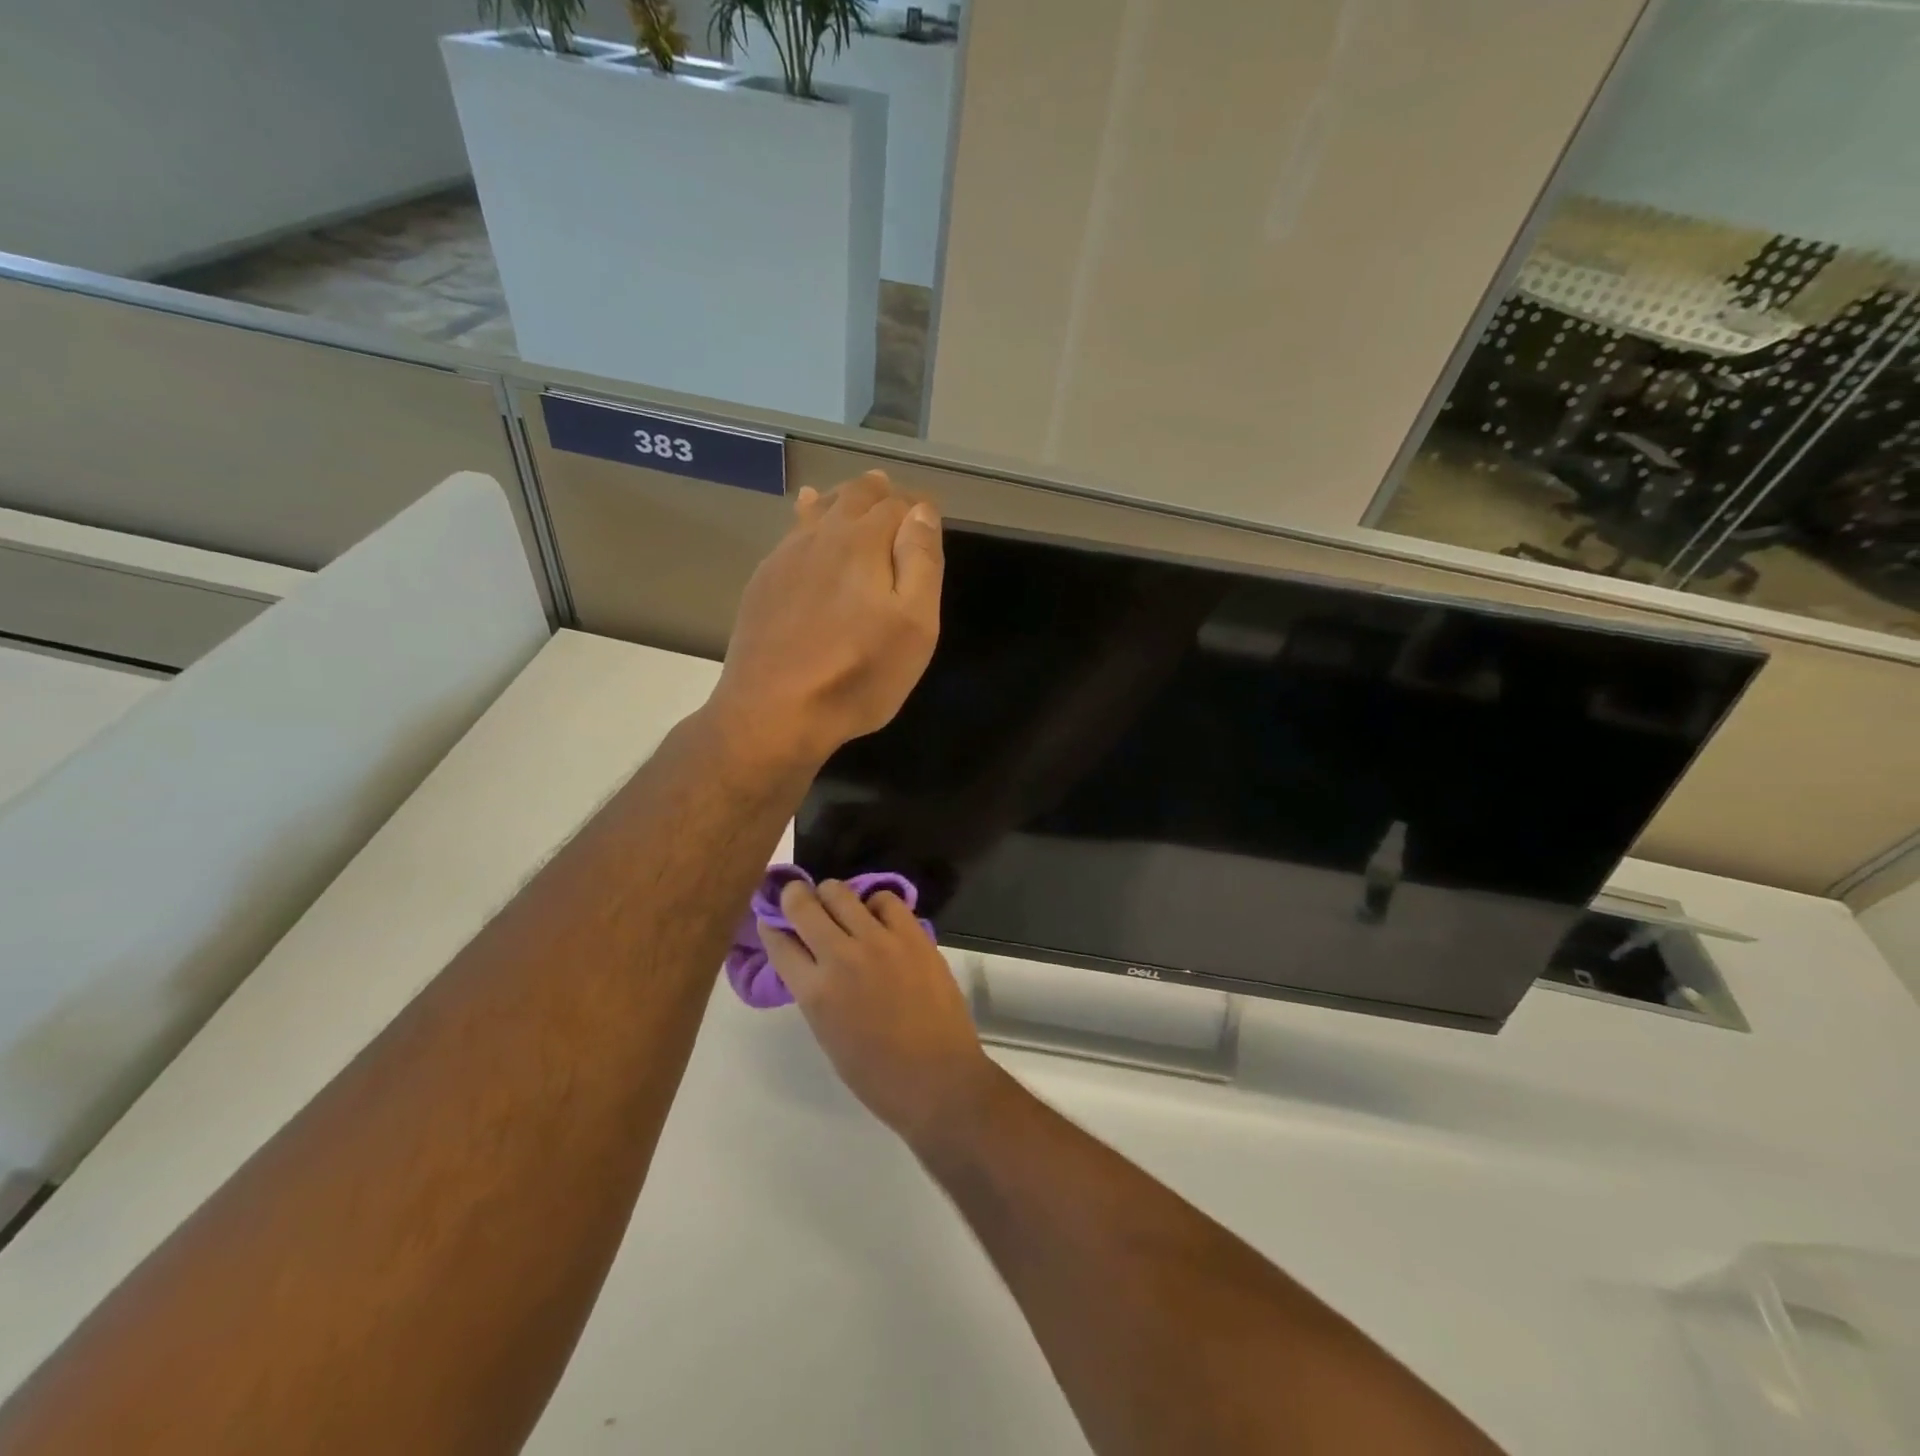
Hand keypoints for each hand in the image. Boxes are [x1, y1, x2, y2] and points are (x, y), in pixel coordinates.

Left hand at [711, 471, 941, 769]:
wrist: (773, 711)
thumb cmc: (858, 674)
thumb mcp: (914, 625)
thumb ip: (921, 562)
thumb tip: (921, 511)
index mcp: (863, 542)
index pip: (896, 505)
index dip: (916, 506)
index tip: (927, 514)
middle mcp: (822, 537)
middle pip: (853, 499)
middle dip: (877, 493)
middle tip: (890, 493)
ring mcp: (785, 558)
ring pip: (817, 512)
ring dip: (839, 500)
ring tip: (850, 495)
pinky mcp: (762, 584)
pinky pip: (790, 536)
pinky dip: (806, 521)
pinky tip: (804, 524)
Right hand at [758, 879, 1000, 1148]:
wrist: (937, 1078)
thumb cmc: (877, 1074)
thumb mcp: (827, 1034)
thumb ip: (815, 992)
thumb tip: (811, 961)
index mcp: (814, 992)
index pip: (779, 943)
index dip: (771, 927)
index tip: (772, 920)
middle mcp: (841, 957)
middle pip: (804, 905)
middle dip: (795, 897)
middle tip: (800, 900)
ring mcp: (879, 941)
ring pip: (842, 892)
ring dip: (832, 895)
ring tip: (839, 905)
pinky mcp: (913, 934)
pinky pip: (885, 899)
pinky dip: (875, 903)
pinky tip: (877, 917)